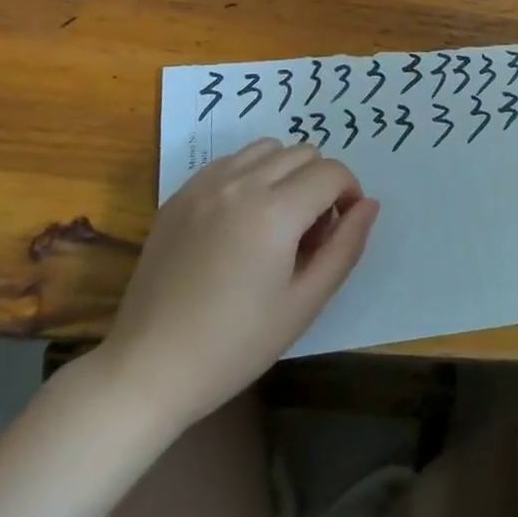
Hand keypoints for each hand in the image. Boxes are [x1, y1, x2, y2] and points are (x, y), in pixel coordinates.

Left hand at [104, 140, 378, 428]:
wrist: (149, 367)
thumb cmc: (236, 345)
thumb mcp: (304, 303)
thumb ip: (345, 247)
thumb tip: (369, 204)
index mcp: (275, 211)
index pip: (332, 172)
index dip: (349, 194)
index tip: (342, 228)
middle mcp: (240, 183)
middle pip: (303, 152)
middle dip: (320, 183)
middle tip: (310, 234)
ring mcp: (205, 184)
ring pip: (266, 149)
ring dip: (285, 172)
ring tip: (276, 222)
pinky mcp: (180, 194)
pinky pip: (229, 162)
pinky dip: (249, 175)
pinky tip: (240, 221)